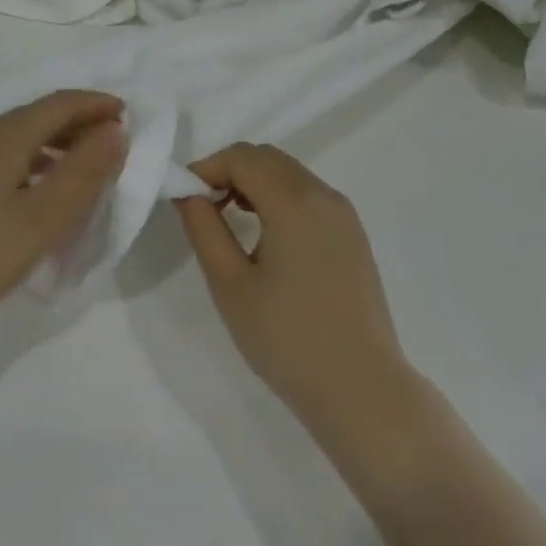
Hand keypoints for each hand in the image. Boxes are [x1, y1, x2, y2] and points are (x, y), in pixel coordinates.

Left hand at [0, 91, 126, 349]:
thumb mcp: (42, 219)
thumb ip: (84, 172)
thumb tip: (114, 130)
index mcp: (4, 135)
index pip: (61, 103)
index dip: (97, 105)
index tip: (129, 115)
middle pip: (39, 116)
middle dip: (80, 124)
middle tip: (112, 146)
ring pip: (19, 137)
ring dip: (56, 146)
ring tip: (83, 171)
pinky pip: (2, 157)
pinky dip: (33, 163)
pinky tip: (38, 193)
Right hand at [177, 144, 412, 434]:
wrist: (361, 388)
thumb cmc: (287, 338)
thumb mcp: (231, 285)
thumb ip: (204, 229)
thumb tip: (188, 193)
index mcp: (294, 201)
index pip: (243, 157)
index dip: (207, 168)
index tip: (184, 198)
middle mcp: (324, 195)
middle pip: (269, 158)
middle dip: (230, 171)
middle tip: (203, 208)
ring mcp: (344, 214)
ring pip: (290, 174)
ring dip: (255, 183)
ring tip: (230, 221)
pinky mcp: (353, 235)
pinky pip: (310, 196)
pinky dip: (280, 199)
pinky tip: (266, 237)